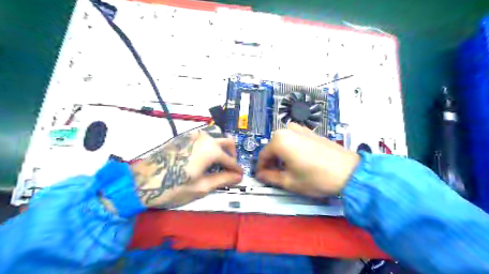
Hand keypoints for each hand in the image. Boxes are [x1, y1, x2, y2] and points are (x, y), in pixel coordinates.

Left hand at [131, 125, 242, 206]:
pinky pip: (204, 137)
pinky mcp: (184, 136)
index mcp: (212, 150)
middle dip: (232, 155)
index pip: (231, 160)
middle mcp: (205, 138)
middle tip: (230, 168)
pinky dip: (210, 145)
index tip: (240, 176)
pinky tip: (205, 157)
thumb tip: (238, 177)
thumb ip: (223, 179)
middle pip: (227, 142)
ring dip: (221, 148)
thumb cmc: (174, 187)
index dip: (237, 170)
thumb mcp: (202, 187)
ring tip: (218, 163)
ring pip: (216, 137)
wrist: (143, 180)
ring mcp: (194, 135)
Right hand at [256, 123, 357, 196]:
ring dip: (282, 155)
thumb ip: (270, 177)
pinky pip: (294, 140)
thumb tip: (261, 175)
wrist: (349, 172)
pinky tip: (299, 161)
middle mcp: (288, 130)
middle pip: (273, 147)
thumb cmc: (316, 178)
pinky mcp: (311, 131)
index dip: (261, 168)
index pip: (262, 155)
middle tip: (276, 175)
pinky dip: (291, 149)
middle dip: (272, 161)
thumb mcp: (289, 182)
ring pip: (283, 143)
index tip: (262, 177)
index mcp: (279, 141)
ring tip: (288, 169)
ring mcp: (301, 129)